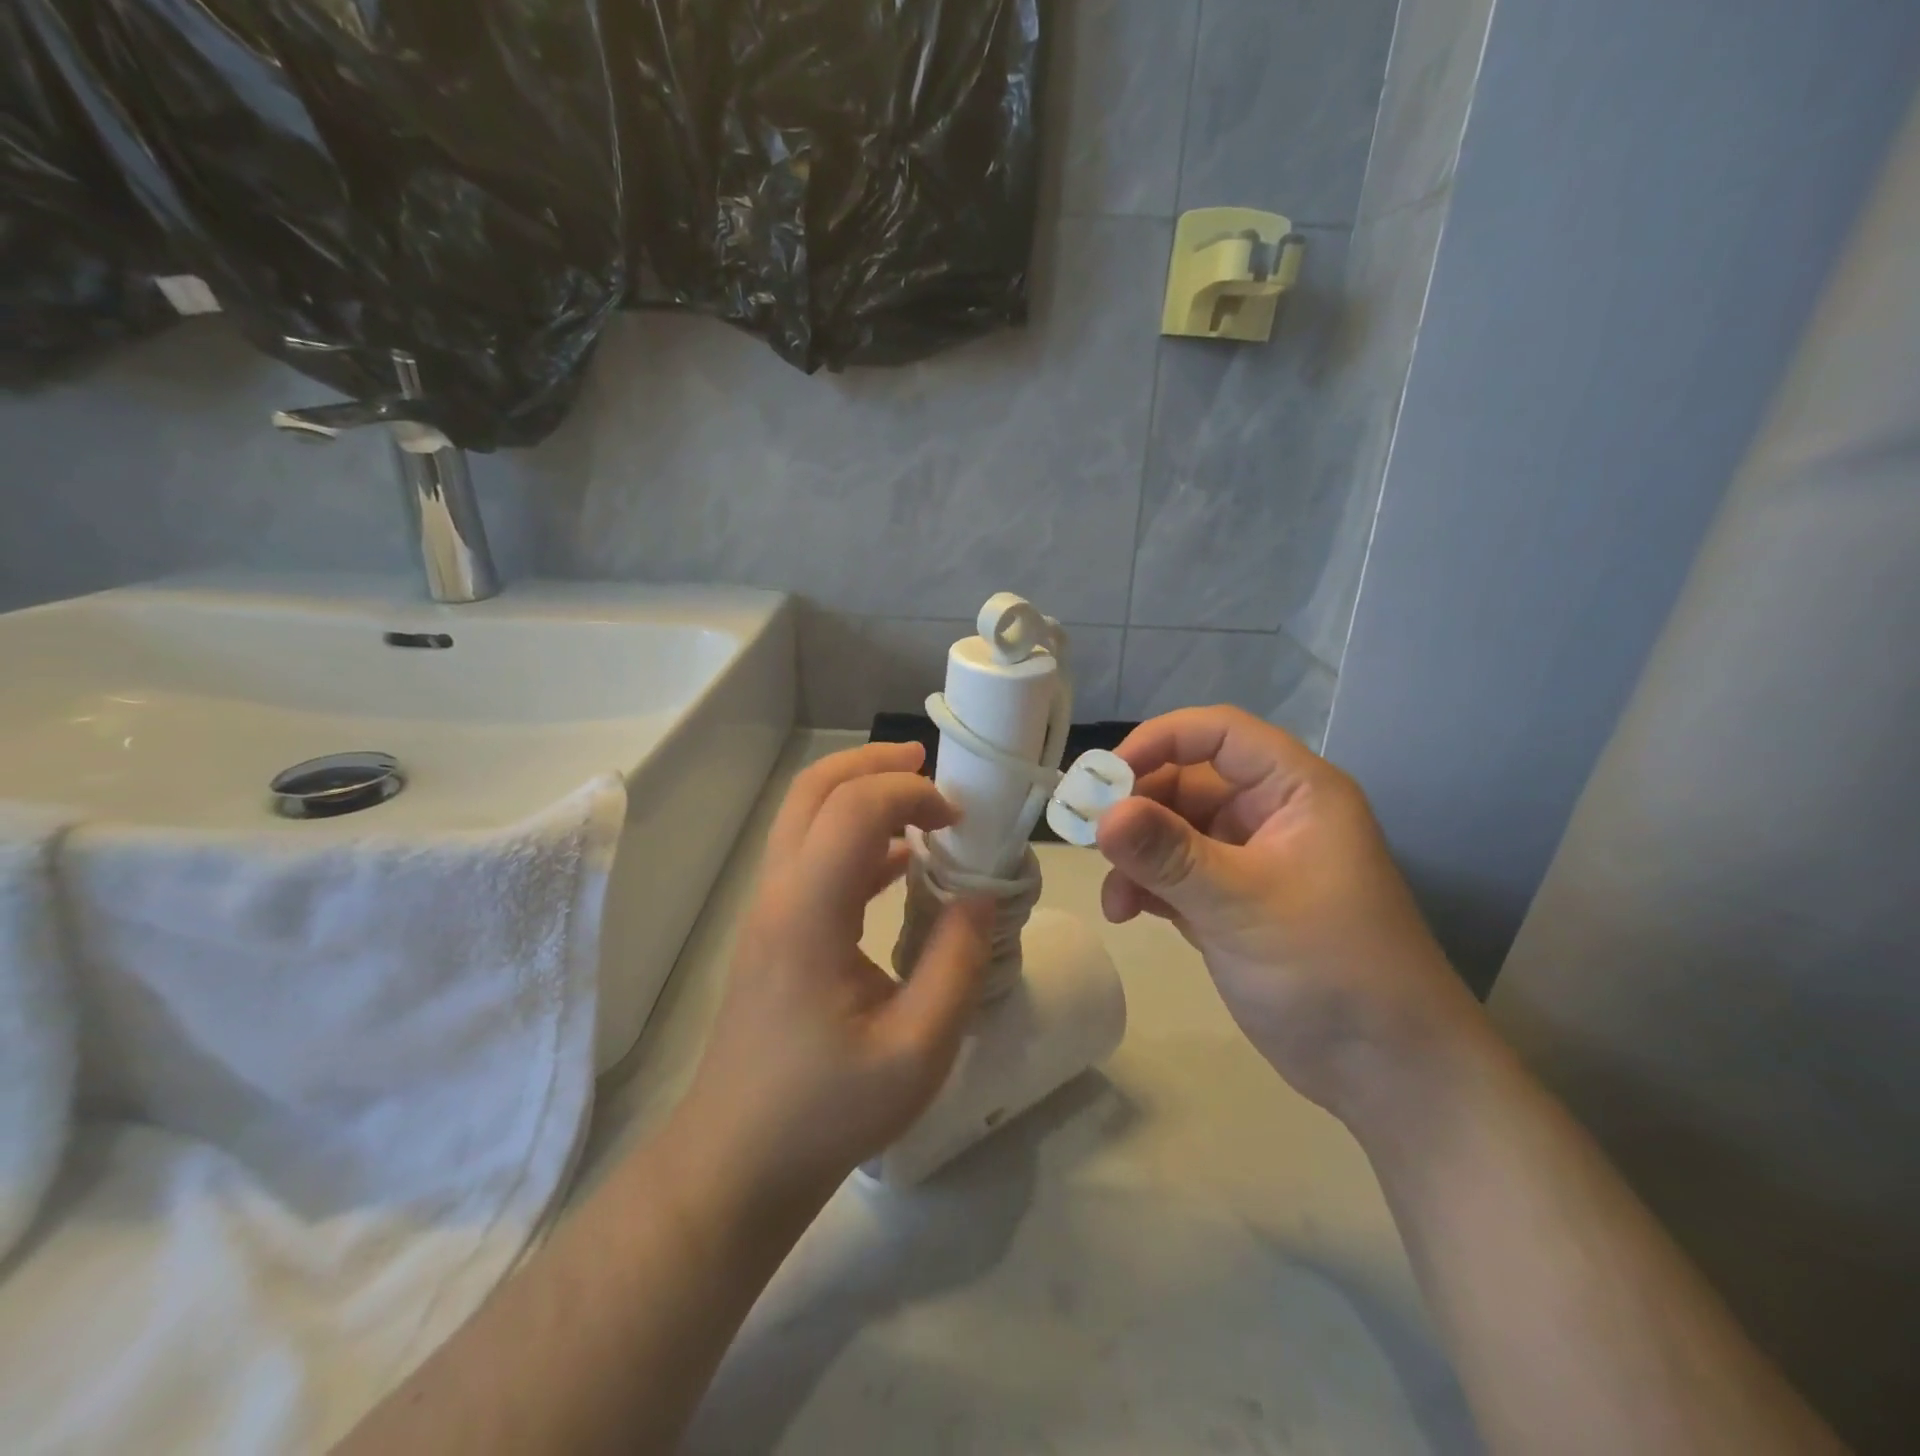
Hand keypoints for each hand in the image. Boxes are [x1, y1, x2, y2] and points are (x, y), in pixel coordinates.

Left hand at [674, 742, 990, 1212]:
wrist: (737, 1162)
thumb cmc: (826, 1111)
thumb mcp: (917, 1049)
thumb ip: (956, 963)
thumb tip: (980, 897)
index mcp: (808, 913)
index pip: (855, 809)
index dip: (911, 794)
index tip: (961, 819)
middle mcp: (779, 894)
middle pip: (814, 790)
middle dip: (872, 763)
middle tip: (928, 764)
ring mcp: (769, 910)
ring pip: (805, 817)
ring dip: (860, 794)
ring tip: (921, 803)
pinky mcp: (773, 930)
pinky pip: (811, 856)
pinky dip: (855, 838)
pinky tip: (899, 862)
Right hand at [1096, 707, 1481, 1121]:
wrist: (1387, 1072)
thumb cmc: (1330, 970)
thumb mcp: (1243, 905)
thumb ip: (1168, 855)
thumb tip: (1101, 813)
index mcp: (1294, 791)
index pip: (1218, 733)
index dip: (1158, 741)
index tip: (1104, 778)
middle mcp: (1270, 814)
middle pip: (1186, 781)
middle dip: (1136, 808)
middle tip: (1089, 838)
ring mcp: (1250, 860)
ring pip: (1174, 830)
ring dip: (1136, 855)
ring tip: (1116, 897)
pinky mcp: (1232, 903)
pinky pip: (1176, 873)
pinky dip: (1147, 886)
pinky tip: (1128, 914)